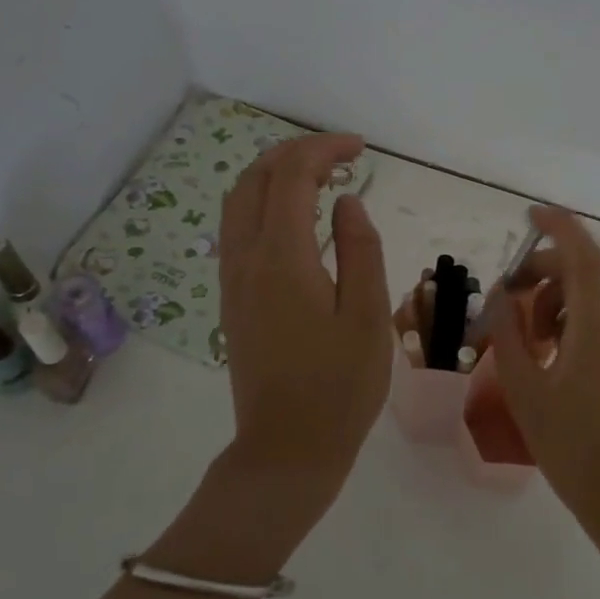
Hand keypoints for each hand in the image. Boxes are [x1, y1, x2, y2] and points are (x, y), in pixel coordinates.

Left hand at [219, 133, 392, 515]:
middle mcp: (246, 260)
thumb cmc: (340, 386)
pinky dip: (264, 203)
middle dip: (296, 153)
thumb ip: (360, 250)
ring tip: (320, 177)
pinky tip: (297, 218)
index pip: (292, 176)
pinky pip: (238, 229)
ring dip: (274, 175)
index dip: (324, 149)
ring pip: (238, 202)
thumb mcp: (368, 316)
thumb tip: (345, 201)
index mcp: (281, 259)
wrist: (287, 449)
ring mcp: (232, 280)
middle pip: (254, 179)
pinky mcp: (232, 299)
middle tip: (341, 155)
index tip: (360, 149)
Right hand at [486, 207, 599, 530]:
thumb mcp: (526, 389)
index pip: (581, 251)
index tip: (528, 216)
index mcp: (598, 321)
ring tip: (531, 344)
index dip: (556, 226)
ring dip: (557, 303)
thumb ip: (508, 334)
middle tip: (508, 302)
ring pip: (594, 299)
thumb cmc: (574, 445)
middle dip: (543, 274)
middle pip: (584, 273)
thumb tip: (499, 298)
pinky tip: (555, 361)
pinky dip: (576, 323)